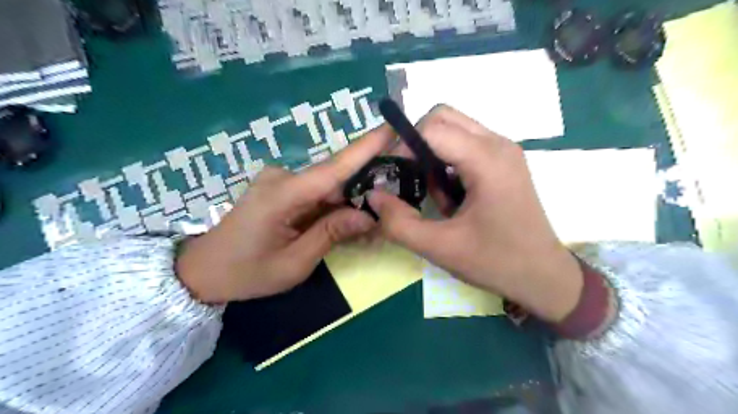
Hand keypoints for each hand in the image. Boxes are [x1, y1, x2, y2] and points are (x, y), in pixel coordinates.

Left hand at [174, 124, 397, 301]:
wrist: (203, 271)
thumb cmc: (246, 272)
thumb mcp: (294, 263)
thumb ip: (331, 234)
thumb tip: (368, 216)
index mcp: (283, 195)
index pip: (333, 168)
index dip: (365, 148)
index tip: (391, 128)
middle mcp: (282, 178)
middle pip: (334, 179)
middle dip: (364, 189)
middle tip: (389, 206)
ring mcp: (279, 181)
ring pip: (326, 188)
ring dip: (348, 203)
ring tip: (369, 224)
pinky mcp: (279, 188)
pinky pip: (314, 194)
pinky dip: (332, 206)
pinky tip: (345, 221)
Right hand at [369, 105, 581, 320]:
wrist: (543, 276)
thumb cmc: (495, 262)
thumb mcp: (440, 248)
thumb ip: (399, 223)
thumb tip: (372, 196)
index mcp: (487, 160)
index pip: (432, 128)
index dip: (403, 146)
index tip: (392, 175)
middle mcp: (498, 144)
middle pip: (443, 117)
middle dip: (416, 143)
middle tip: (408, 177)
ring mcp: (503, 150)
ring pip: (453, 128)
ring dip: (432, 154)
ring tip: (435, 194)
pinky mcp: (503, 161)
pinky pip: (465, 144)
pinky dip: (447, 161)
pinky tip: (451, 195)